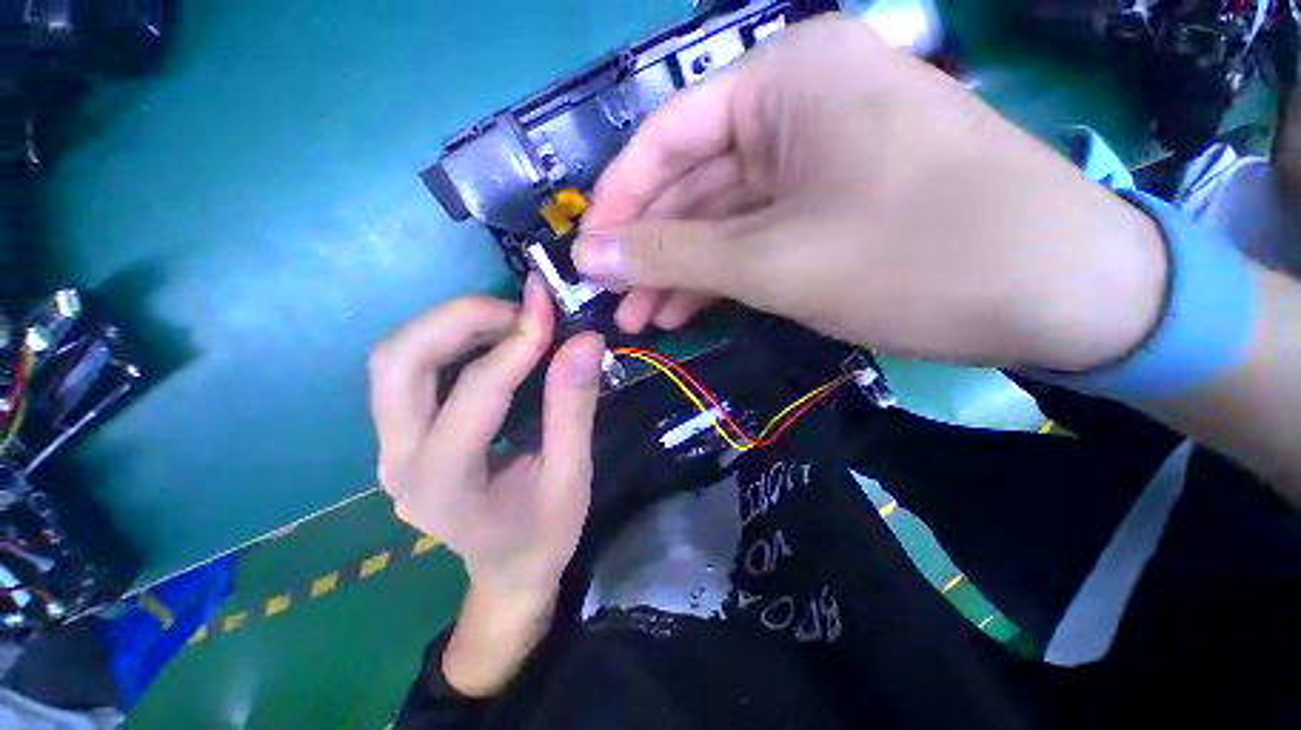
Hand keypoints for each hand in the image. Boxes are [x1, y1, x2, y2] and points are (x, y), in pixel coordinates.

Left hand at [368, 278, 603, 598]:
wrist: (507, 568)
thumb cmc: (544, 533)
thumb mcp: (572, 476)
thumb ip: (575, 408)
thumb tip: (585, 341)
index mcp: (446, 487)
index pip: (474, 395)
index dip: (515, 346)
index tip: (550, 312)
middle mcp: (399, 462)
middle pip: (399, 363)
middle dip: (460, 319)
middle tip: (520, 310)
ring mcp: (390, 447)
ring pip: (396, 359)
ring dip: (451, 324)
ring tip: (511, 319)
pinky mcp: (399, 434)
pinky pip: (410, 369)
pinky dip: (449, 339)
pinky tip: (492, 339)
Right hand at [574, 15, 1166, 371]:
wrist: (1059, 291)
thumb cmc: (919, 257)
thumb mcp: (773, 260)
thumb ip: (672, 254)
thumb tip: (592, 255)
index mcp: (783, 81)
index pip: (665, 141)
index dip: (618, 204)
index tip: (587, 256)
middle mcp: (795, 104)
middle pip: (691, 184)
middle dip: (649, 249)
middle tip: (614, 302)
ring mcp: (815, 158)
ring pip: (720, 218)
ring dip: (679, 271)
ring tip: (643, 319)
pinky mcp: (830, 203)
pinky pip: (752, 235)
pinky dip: (717, 275)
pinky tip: (686, 311)